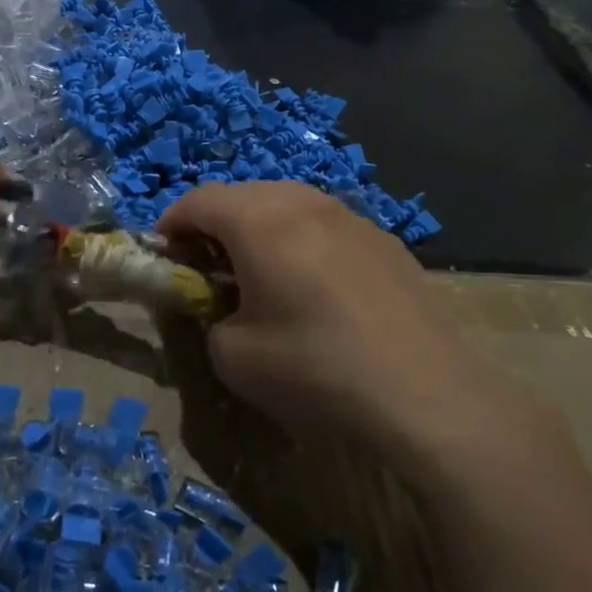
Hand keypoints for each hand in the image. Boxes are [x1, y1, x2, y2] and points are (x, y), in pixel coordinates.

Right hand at [160, 181, 555, 485]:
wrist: (427, 395)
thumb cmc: (315, 369)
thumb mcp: (232, 356)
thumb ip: (207, 318)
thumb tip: (219, 307)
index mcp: (260, 220)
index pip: (197, 200)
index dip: (170, 225)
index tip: (164, 257)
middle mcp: (305, 202)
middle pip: (242, 195)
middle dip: (214, 225)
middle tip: (207, 269)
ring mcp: (352, 216)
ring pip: (286, 205)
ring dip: (259, 231)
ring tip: (260, 276)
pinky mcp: (385, 240)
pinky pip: (324, 225)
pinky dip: (300, 242)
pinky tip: (314, 289)